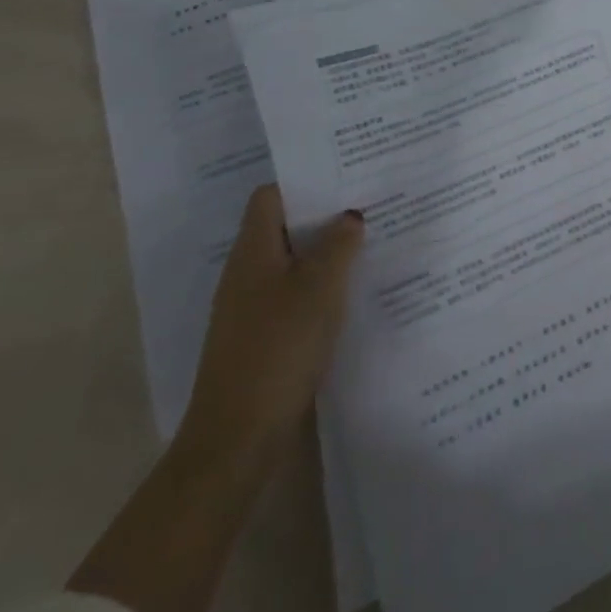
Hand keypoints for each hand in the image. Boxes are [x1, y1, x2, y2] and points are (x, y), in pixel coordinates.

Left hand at [178, 184, 364, 465]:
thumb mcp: (320, 286)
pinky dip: (322, 286)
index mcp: (253, 251)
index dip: (305, 181)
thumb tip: (349, 215)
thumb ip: (339, 243)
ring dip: (327, 252)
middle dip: (324, 215)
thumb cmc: (279, 347)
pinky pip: (295, 294)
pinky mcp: (263, 337)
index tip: (345, 174)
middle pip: (285, 227)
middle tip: (370, 203)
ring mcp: (252, 307)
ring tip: (371, 241)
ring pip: (293, 262)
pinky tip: (353, 292)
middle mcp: (247, 273)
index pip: (272, 196)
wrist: (239, 437)